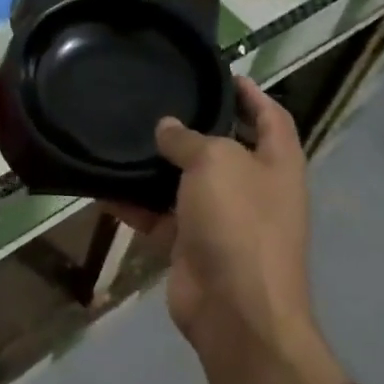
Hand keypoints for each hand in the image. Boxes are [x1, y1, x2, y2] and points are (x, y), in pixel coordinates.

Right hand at [124, 76, 349, 383]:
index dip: (251, 92)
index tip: (221, 72)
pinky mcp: (192, 246)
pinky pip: (160, 216)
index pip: (270, 116)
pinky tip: (105, 185)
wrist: (235, 311)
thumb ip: (189, 139)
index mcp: (277, 163)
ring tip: (124, 135)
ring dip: (158, 166)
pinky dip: (136, 204)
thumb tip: (167, 128)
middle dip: (195, 127)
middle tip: (158, 100)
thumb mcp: (215, 162)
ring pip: (186, 183)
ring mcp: (223, 219)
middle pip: (224, 147)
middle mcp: (253, 188)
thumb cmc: (239, 222)